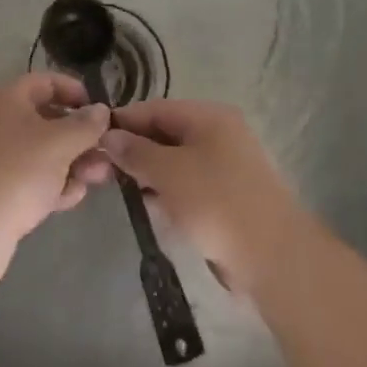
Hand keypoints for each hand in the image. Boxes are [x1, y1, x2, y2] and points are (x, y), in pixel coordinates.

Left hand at [0, 74, 113, 279]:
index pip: (46, 82)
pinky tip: (70, 198)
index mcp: (4, 97)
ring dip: (71, 164)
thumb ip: (85, 124)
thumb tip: (101, 110)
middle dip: (80, 138)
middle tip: (107, 155)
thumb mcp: (59, 143)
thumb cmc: (16, 172)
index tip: (103, 111)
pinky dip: (51, 184)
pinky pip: (29, 177)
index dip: (76, 92)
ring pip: (41, 152)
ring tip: (96, 179)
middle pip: (47, 120)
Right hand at [102, 100, 305, 293]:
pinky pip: (189, 184)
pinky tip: (151, 207)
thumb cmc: (216, 203)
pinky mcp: (228, 195)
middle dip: (135, 149)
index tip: (92, 140)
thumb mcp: (167, 172)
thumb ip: (135, 151)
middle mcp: (219, 134)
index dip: (123, 122)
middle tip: (104, 170)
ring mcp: (226, 165)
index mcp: (209, 116)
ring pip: (176, 160)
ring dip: (150, 173)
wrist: (273, 257)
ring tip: (123, 190)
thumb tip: (109, 136)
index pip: (155, 108)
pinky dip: (169, 192)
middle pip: (165, 133)